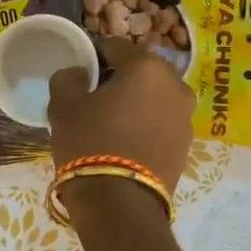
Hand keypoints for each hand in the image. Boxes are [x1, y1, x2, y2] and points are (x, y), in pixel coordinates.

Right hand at [48, 38, 194, 189]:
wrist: (120, 204)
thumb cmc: (90, 142)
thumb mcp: (63, 105)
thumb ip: (68, 77)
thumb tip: (78, 73)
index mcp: (147, 67)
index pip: (115, 46)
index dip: (94, 55)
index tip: (79, 73)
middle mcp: (175, 85)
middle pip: (141, 70)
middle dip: (119, 77)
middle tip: (93, 97)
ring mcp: (186, 117)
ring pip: (154, 96)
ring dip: (135, 101)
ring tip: (109, 122)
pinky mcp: (187, 145)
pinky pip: (161, 122)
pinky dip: (145, 124)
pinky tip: (124, 141)